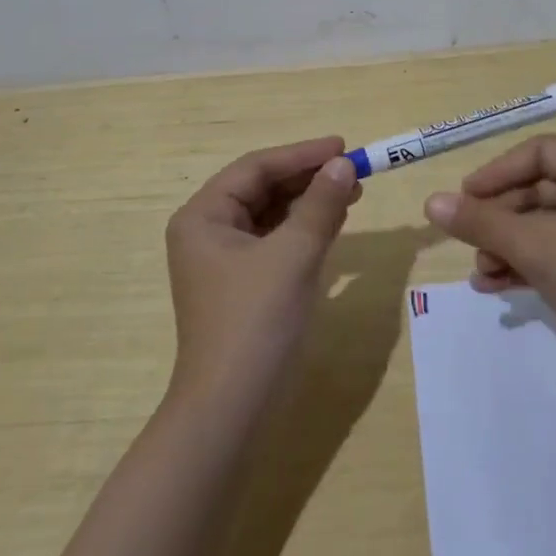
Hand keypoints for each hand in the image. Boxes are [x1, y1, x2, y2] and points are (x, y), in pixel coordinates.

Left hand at [165, 137, 360, 402]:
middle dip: (308, 178)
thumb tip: (343, 164)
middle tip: (352, 170)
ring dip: (309, 201)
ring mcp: (224, 260)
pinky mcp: (243, 283)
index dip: (301, 154)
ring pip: (272, 214)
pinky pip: (276, 241)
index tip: (343, 146)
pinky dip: (304, 229)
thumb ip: (320, 204)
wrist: (232, 409)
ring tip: (351, 191)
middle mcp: (208, 231)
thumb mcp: (293, 255)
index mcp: (203, 216)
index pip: (256, 168)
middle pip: (262, 188)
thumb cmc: (255, 322)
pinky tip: (334, 222)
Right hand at [423, 135, 555, 365]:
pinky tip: (494, 287)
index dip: (496, 172)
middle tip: (467, 243)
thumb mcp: (535, 247)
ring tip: (480, 273)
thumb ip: (480, 222)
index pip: (538, 152)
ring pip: (542, 225)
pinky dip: (526, 264)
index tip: (463, 199)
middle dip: (498, 219)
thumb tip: (430, 202)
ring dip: (507, 245)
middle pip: (536, 190)